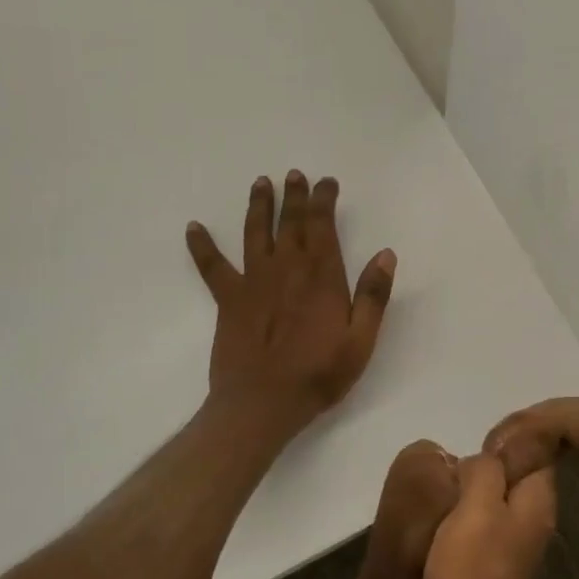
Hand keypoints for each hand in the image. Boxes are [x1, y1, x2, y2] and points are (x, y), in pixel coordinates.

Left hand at [186, 172, 395, 437]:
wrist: (262, 404)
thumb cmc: (318, 374)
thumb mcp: (360, 340)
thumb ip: (373, 295)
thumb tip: (385, 254)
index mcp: (321, 276)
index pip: (322, 225)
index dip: (324, 199)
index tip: (326, 182)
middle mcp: (286, 269)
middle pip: (290, 222)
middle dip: (294, 195)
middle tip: (294, 175)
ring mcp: (253, 281)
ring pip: (255, 233)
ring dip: (259, 206)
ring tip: (261, 183)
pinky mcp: (228, 299)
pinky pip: (212, 266)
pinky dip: (202, 246)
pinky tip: (193, 228)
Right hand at [423, 452, 555, 578]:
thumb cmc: (474, 567)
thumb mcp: (477, 506)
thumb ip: (484, 471)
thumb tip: (478, 463)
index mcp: (537, 498)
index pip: (537, 451)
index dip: (513, 439)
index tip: (480, 439)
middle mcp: (534, 514)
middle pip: (516, 474)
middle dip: (488, 464)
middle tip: (455, 462)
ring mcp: (517, 539)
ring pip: (497, 498)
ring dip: (474, 489)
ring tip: (445, 484)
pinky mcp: (497, 559)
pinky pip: (485, 521)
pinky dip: (468, 513)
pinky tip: (444, 515)